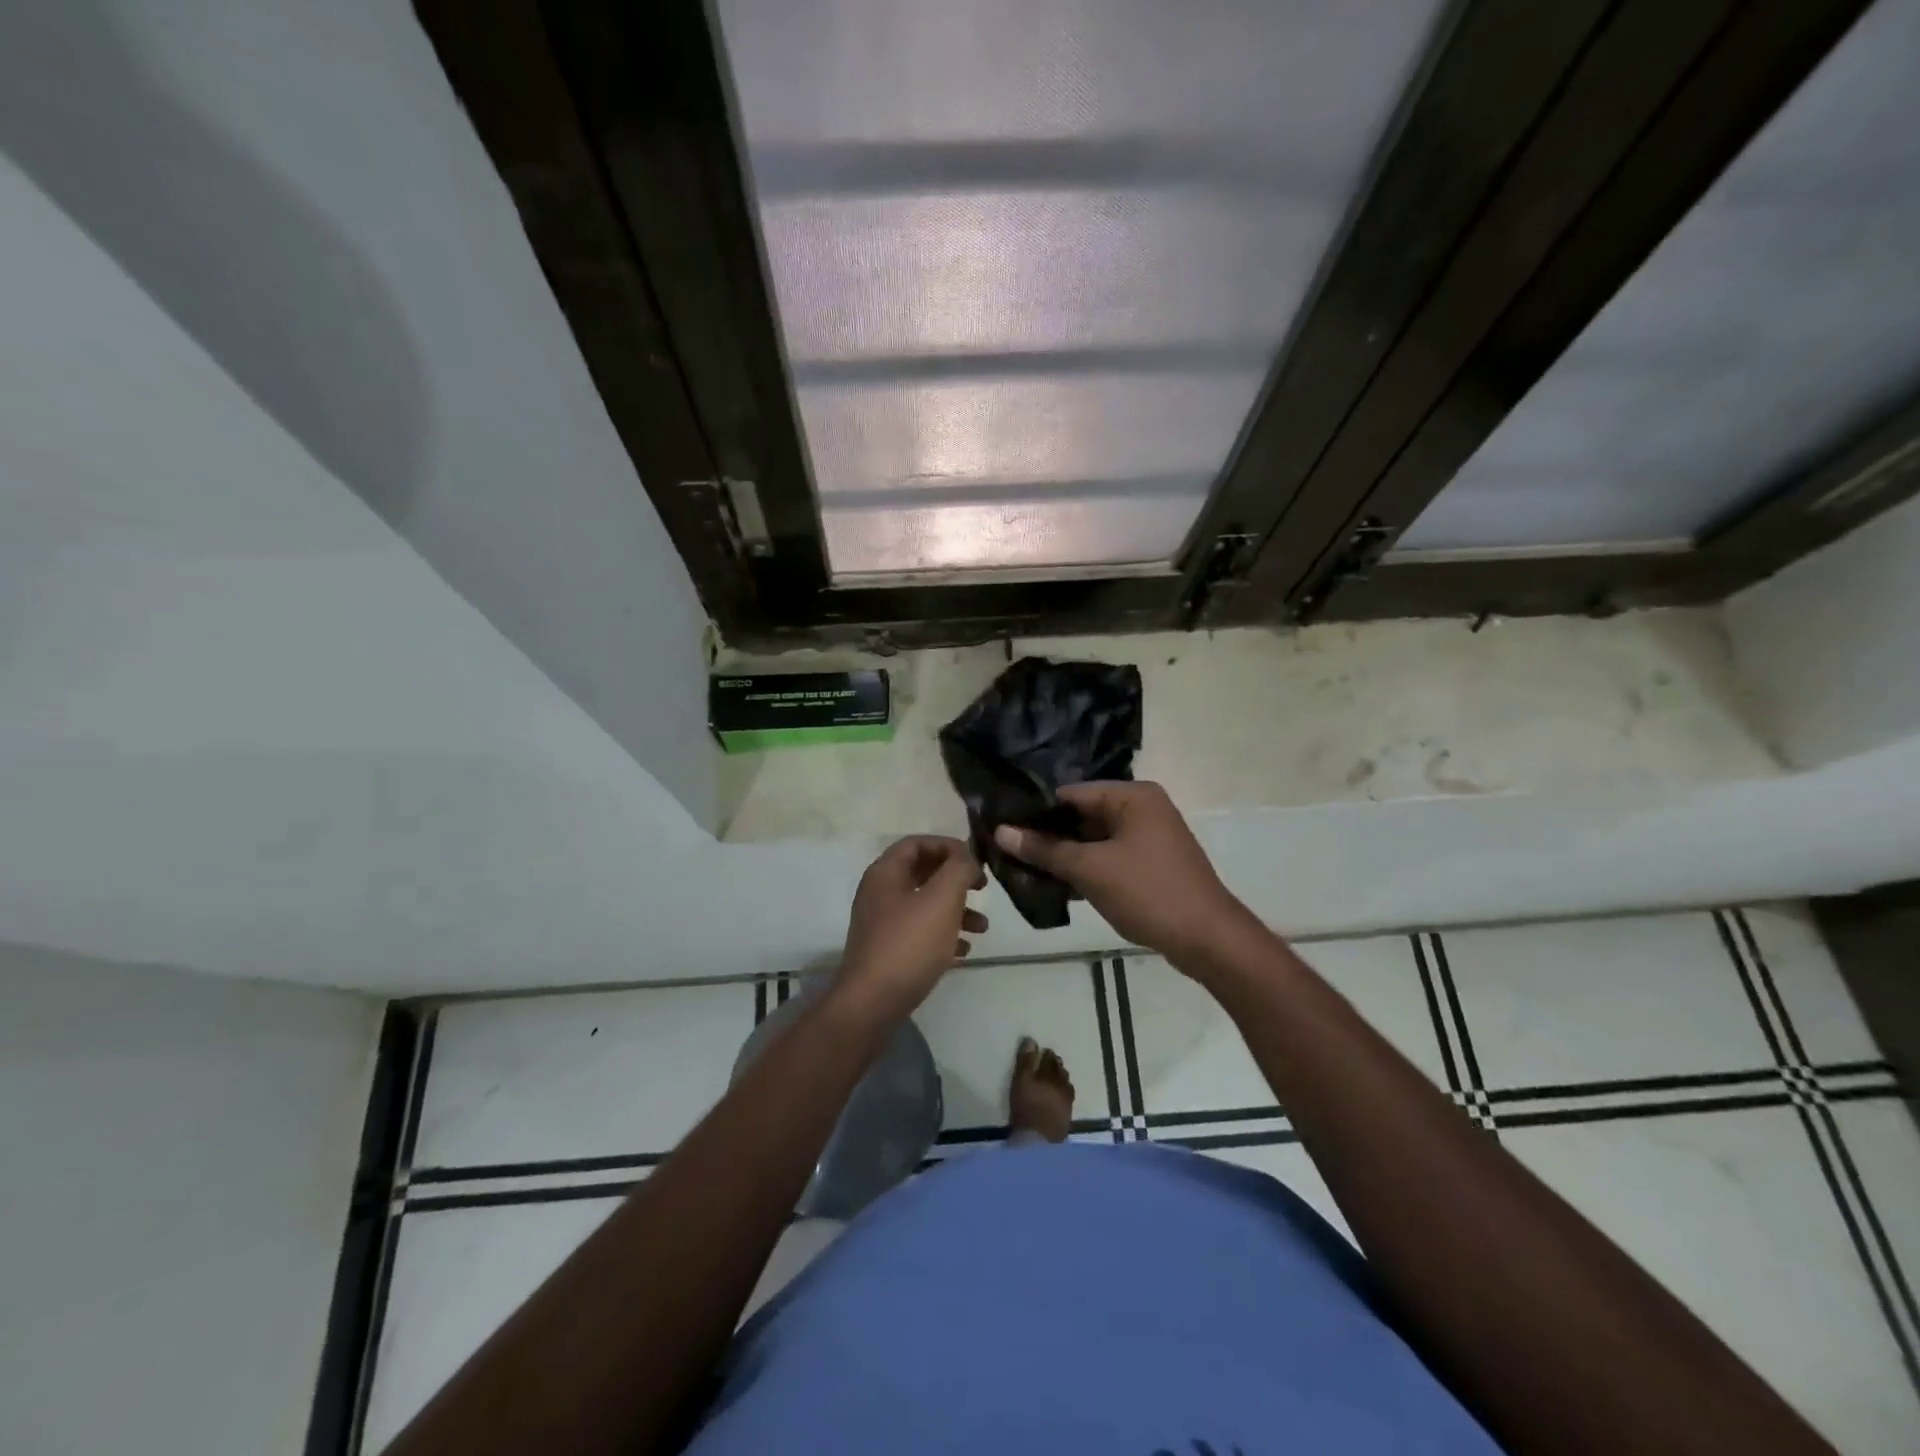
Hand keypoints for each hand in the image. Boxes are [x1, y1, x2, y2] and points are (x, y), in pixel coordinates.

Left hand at [836, 836, 987, 1020]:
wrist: (873, 1003)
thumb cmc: (909, 944)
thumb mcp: (942, 898)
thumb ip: (958, 869)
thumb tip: (967, 858)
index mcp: (885, 873)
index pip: (917, 843)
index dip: (948, 846)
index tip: (976, 860)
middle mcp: (879, 893)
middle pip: (922, 873)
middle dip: (955, 879)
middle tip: (982, 889)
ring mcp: (882, 924)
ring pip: (924, 905)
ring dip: (956, 910)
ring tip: (983, 927)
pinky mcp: (887, 952)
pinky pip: (920, 933)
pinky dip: (943, 935)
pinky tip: (964, 951)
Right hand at [994, 782, 1249, 963]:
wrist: (1208, 940)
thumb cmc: (1148, 892)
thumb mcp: (1090, 869)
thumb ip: (1044, 849)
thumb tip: (1001, 831)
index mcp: (1133, 796)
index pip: (1070, 793)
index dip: (1035, 811)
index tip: (1001, 827)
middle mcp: (1143, 808)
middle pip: (1082, 815)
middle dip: (1048, 835)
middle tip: (1006, 850)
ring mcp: (1149, 837)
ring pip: (1094, 839)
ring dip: (1064, 855)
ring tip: (1022, 868)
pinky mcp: (1150, 864)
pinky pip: (1108, 857)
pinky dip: (1085, 868)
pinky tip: (1054, 885)